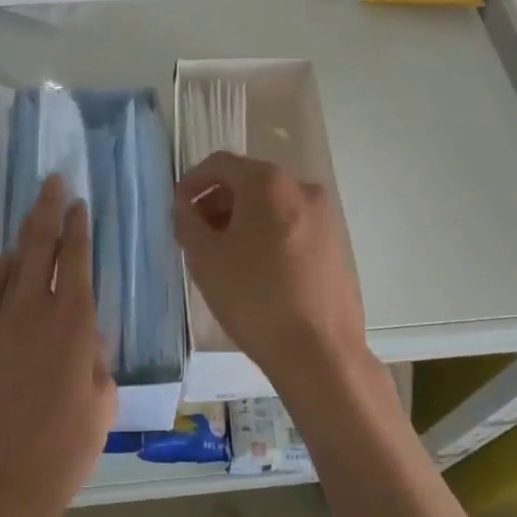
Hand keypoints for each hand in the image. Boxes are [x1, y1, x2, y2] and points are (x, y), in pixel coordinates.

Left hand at [0, 174, 115, 516]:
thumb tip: (88, 334)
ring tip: (34, 212)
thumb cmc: (66, 448)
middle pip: (40, 246)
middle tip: (52, 182)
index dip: (78, 226)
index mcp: (74, 323)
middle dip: (47, 209)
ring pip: (13, 263)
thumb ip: (98, 358)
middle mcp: (35, 311)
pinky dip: (0, 271)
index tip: (78, 202)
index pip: (76, 259)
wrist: (2, 483)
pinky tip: (7, 261)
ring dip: (24, 234)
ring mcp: (1, 324)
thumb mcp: (103, 401)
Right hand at [172, 153, 366, 391]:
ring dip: (244, 219)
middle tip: (198, 234)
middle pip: (249, 182)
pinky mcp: (337, 244)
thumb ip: (187, 221)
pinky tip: (258, 270)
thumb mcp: (205, 258)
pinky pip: (293, 226)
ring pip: (273, 205)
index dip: (192, 181)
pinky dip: (269, 234)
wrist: (320, 352)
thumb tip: (185, 206)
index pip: (220, 164)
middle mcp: (301, 187)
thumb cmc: (254, 297)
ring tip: (225, 255)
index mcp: (268, 182)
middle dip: (218, 202)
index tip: (178, 208)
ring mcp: (325, 216)